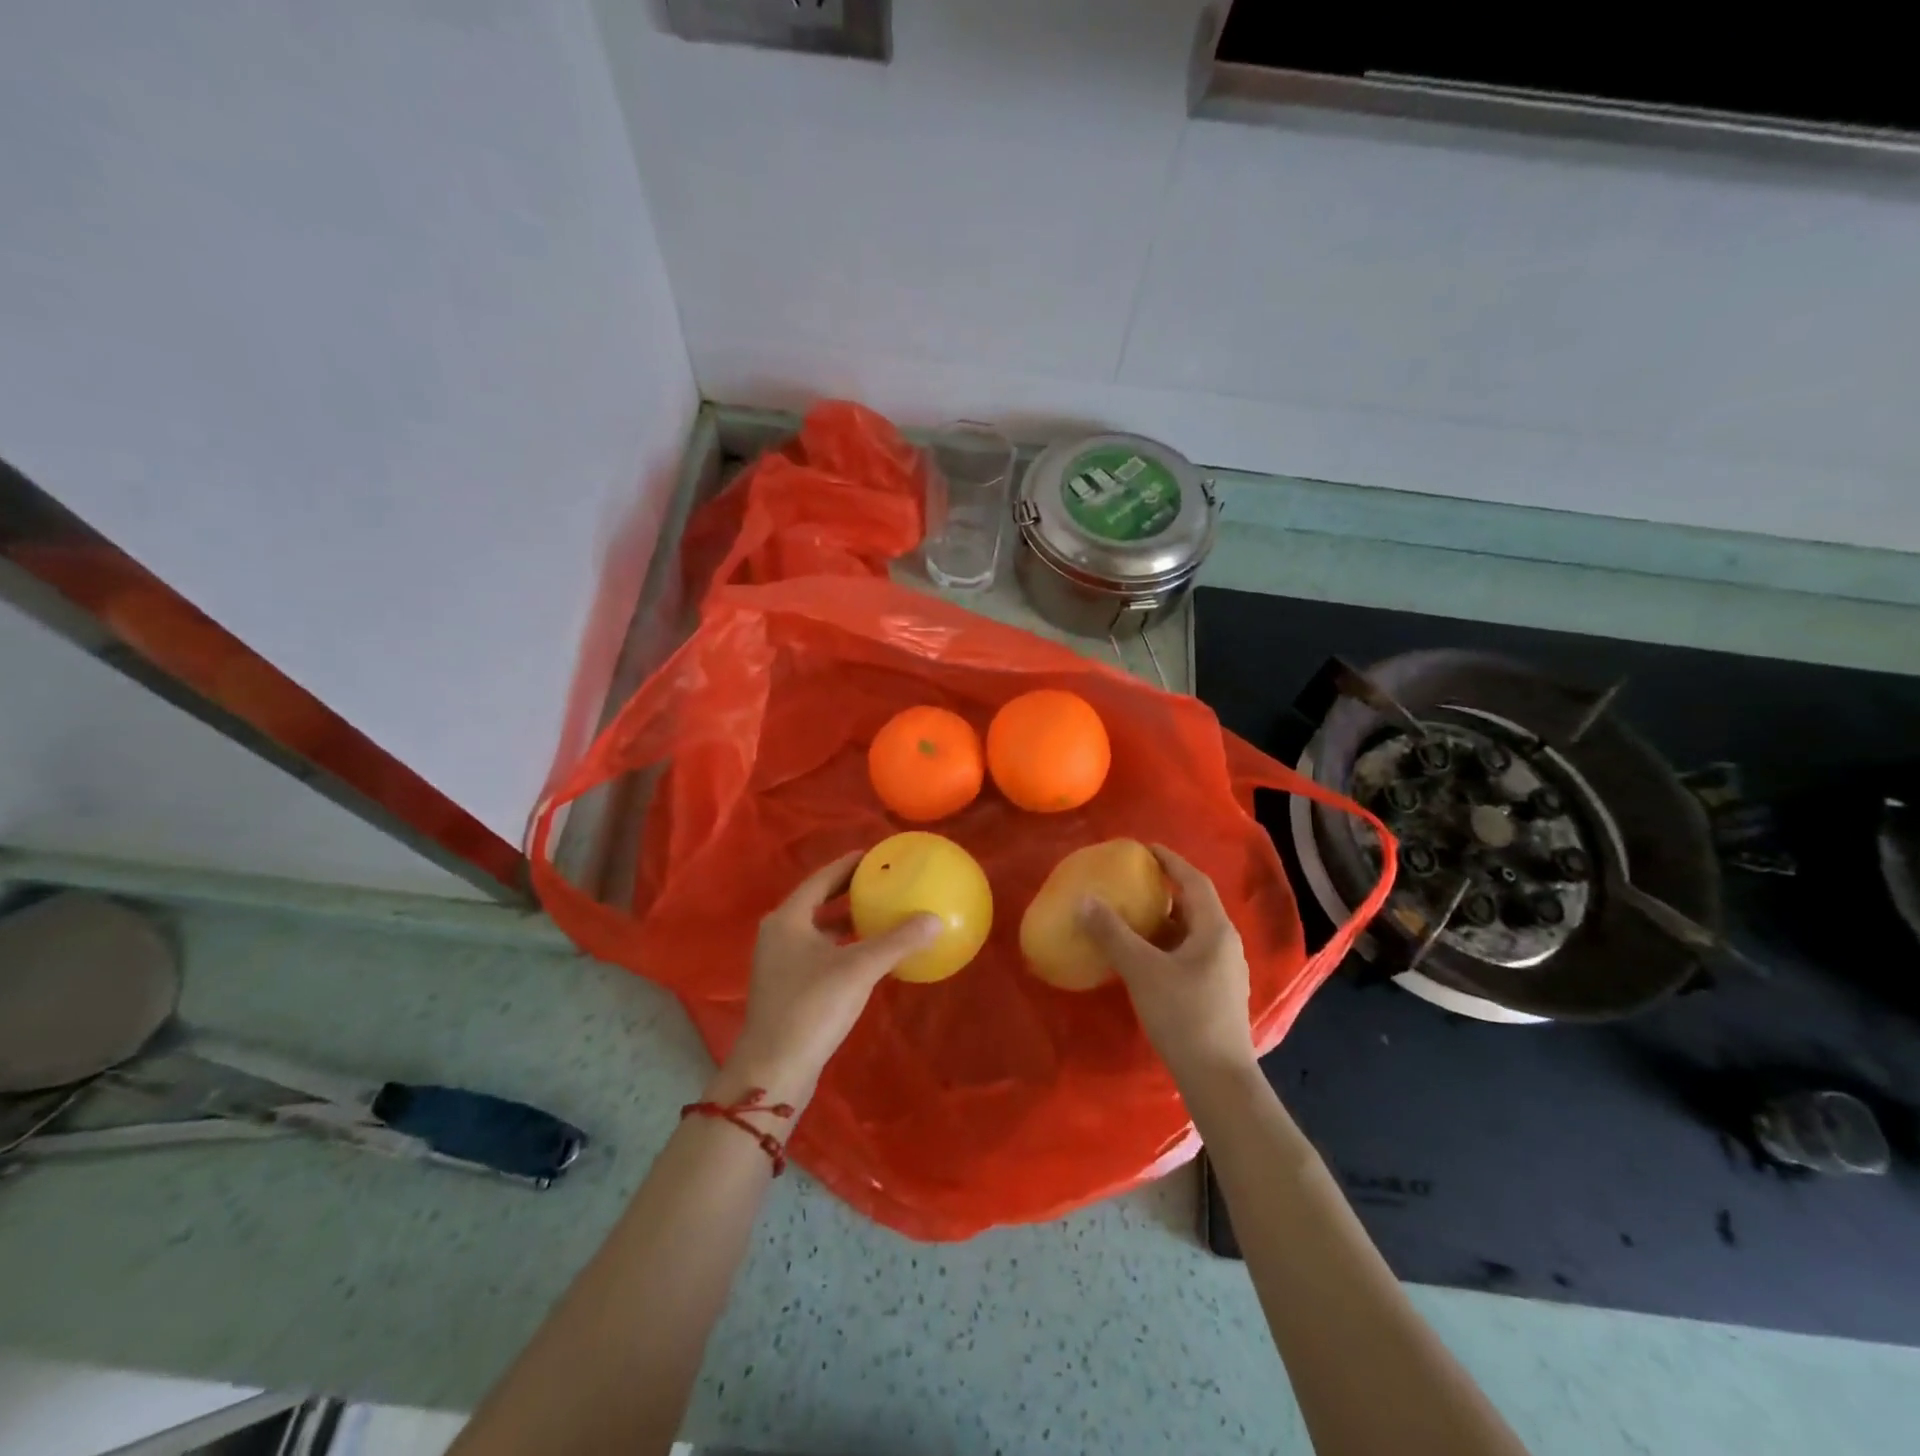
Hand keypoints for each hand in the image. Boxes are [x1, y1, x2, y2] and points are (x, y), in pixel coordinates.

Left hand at [714, 850, 939, 1108]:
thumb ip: (897, 941)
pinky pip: (819, 952)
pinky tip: (868, 955)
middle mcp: (779, 934)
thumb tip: (934, 919)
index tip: (874, 856)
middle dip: (848, 891)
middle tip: (882, 881)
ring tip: (879, 913)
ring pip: (818, 930)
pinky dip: (842, 946)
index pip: (821, 878)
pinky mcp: (787, 987)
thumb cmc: (812, 1007)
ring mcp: (780, 962)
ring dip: (846, 920)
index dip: (848, 865)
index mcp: (788, 918)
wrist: (774, 1069)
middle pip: (818, 901)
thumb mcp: (858, 969)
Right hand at [1078, 844, 1257, 1089]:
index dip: (1170, 861)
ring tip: (1132, 917)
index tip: (1144, 849)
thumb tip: (1084, 900)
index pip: (1193, 881)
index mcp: (1214, 929)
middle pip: (1194, 906)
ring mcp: (1225, 971)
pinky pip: (1190, 954)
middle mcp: (1225, 944)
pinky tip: (1144, 958)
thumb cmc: (1183, 1015)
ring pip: (1191, 933)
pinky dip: (1166, 945)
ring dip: (1164, 921)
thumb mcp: (1142, 969)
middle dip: (1164, 891)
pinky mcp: (1217, 994)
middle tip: (1132, 883)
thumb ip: (1112, 933)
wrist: (1218, 1079)